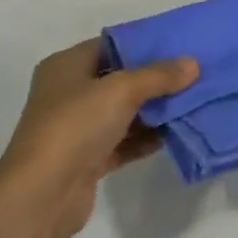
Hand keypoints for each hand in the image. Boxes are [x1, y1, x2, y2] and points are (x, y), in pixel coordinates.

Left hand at [0, 39, 198, 237]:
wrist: (43, 194)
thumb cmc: (76, 125)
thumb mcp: (121, 90)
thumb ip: (158, 76)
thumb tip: (192, 64)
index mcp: (66, 65)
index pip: (109, 45)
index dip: (143, 44)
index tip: (179, 46)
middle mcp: (68, 92)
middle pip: (118, 79)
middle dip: (154, 79)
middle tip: (193, 76)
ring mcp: (77, 128)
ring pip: (122, 112)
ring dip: (154, 111)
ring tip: (193, 103)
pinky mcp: (87, 159)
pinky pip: (123, 142)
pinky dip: (145, 138)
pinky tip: (175, 134)